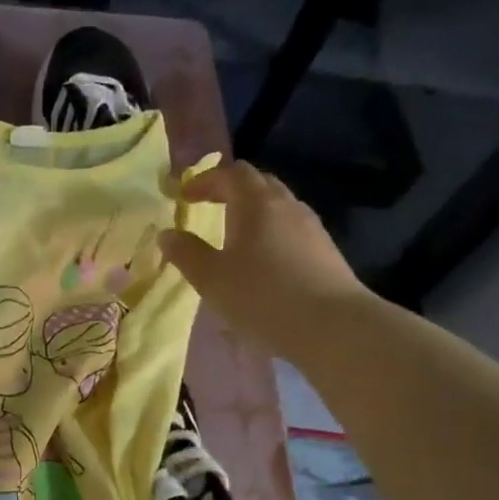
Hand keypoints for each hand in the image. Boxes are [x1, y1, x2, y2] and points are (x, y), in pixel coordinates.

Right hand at [159, 161, 369, 357]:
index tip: (183, 196)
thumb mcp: (210, 278)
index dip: (204, 180)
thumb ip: (186, 252)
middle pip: (258, 182)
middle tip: (207, 205)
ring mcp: (310, 227)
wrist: (331, 325)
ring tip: (233, 234)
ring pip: (277, 205)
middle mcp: (286, 205)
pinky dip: (270, 230)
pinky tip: (262, 259)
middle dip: (229, 189)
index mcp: (256, 203)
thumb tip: (167, 234)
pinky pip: (290, 227)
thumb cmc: (261, 296)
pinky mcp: (324, 250)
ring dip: (252, 210)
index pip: (231, 173)